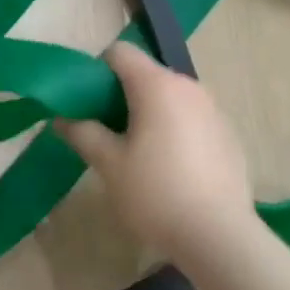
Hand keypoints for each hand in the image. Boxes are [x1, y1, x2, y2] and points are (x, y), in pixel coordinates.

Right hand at [54, 42, 255, 258]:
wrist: (220, 237)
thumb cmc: (156, 194)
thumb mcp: (109, 164)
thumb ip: (83, 133)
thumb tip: (60, 118)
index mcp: (157, 85)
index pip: (120, 52)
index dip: (97, 71)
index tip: (87, 103)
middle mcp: (189, 87)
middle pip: (145, 74)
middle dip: (121, 95)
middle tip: (105, 131)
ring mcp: (213, 109)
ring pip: (170, 97)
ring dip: (148, 112)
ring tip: (137, 153)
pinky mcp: (228, 134)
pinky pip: (191, 117)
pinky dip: (174, 129)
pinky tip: (170, 169)